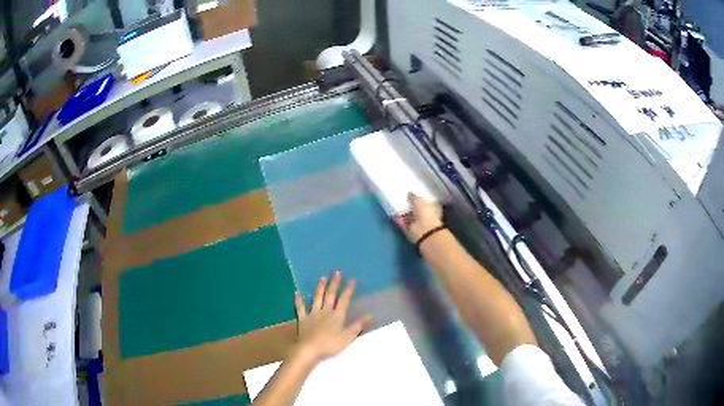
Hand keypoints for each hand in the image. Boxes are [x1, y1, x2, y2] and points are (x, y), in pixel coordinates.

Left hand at [294, 271, 370, 364]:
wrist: (309, 350)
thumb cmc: (330, 345)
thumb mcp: (348, 337)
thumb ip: (358, 325)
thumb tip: (369, 315)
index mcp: (337, 316)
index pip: (344, 300)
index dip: (348, 290)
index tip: (352, 280)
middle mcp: (325, 311)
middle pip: (330, 296)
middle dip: (334, 284)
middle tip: (336, 273)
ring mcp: (312, 314)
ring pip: (316, 298)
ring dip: (320, 288)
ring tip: (322, 278)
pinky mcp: (303, 319)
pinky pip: (300, 308)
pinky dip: (299, 300)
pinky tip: (297, 293)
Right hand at [395, 192, 443, 242]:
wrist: (423, 231)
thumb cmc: (425, 213)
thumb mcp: (419, 201)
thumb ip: (413, 197)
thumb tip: (409, 193)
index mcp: (431, 208)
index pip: (425, 202)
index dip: (419, 199)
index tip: (411, 195)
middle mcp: (425, 216)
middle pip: (416, 210)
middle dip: (410, 206)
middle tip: (401, 199)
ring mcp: (417, 224)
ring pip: (409, 217)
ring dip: (403, 213)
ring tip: (395, 205)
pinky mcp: (410, 230)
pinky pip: (403, 223)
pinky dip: (398, 220)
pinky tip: (392, 214)